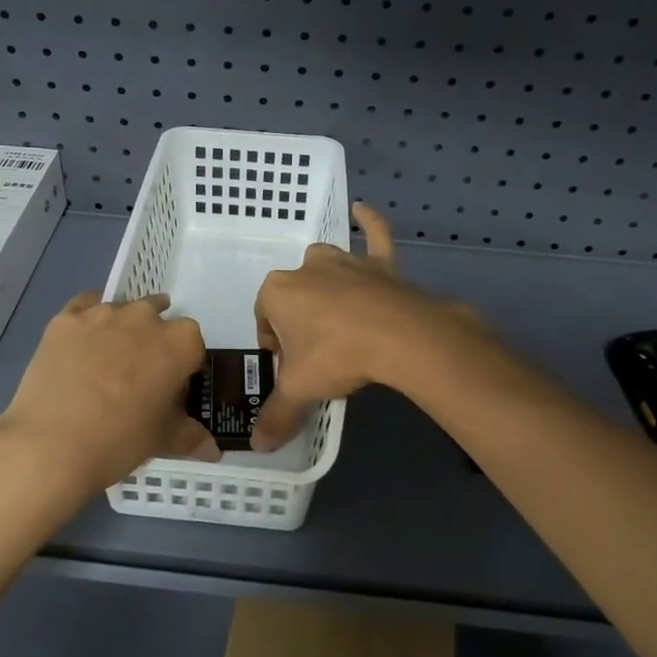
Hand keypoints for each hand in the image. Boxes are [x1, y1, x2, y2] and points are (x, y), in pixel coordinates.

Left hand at [0, 293, 220, 509]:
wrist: (51, 445)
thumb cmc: (120, 440)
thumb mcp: (163, 440)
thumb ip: (191, 436)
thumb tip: (213, 450)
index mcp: (179, 342)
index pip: (193, 345)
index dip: (184, 365)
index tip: (171, 387)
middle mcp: (145, 317)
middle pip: (158, 319)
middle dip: (153, 341)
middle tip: (140, 376)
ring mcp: (102, 314)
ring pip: (121, 311)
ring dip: (122, 329)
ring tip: (107, 363)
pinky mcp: (65, 319)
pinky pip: (84, 306)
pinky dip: (89, 318)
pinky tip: (82, 340)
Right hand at [252, 203, 475, 449]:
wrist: (399, 336)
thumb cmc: (337, 355)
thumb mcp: (301, 389)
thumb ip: (277, 415)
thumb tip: (258, 447)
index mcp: (277, 291)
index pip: (264, 320)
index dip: (275, 348)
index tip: (292, 369)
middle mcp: (307, 268)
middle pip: (294, 297)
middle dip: (299, 323)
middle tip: (317, 356)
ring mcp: (345, 261)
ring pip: (326, 269)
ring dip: (325, 287)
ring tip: (338, 322)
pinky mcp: (379, 263)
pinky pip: (374, 235)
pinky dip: (369, 224)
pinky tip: (363, 210)